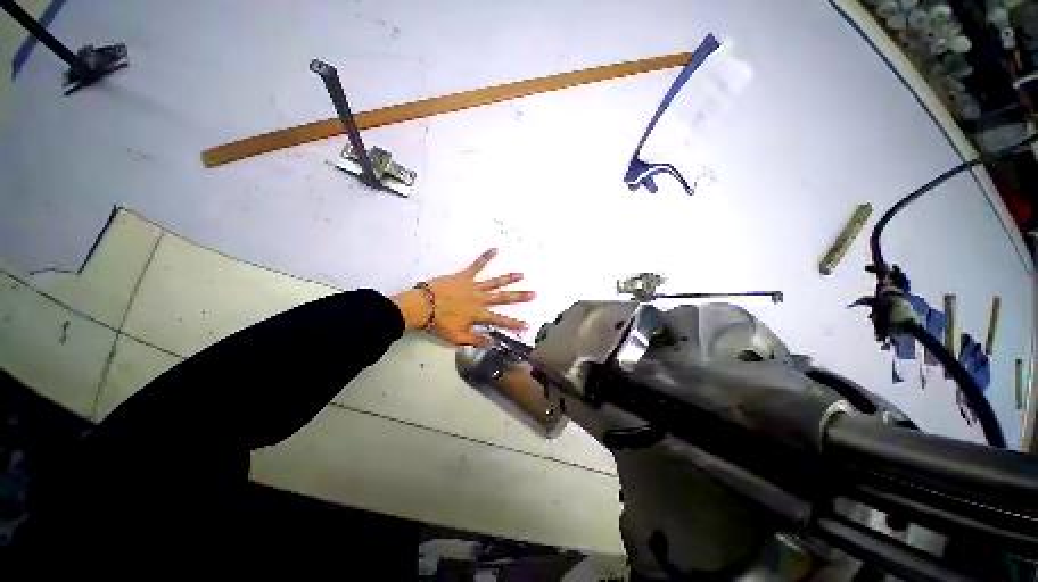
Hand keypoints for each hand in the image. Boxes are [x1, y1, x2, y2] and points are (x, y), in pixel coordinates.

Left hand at [393, 249, 535, 345]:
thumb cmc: (439, 323)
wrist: (422, 307)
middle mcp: (480, 300)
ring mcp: (473, 286)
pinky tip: (494, 249)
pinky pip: (476, 265)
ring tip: (520, 274)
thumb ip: (475, 340)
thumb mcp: (457, 336)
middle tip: (533, 293)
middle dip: (519, 297)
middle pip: (503, 298)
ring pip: (494, 282)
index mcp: (478, 314)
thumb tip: (491, 344)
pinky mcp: (464, 276)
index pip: (500, 320)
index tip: (526, 325)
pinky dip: (485, 257)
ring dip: (508, 278)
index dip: (514, 323)